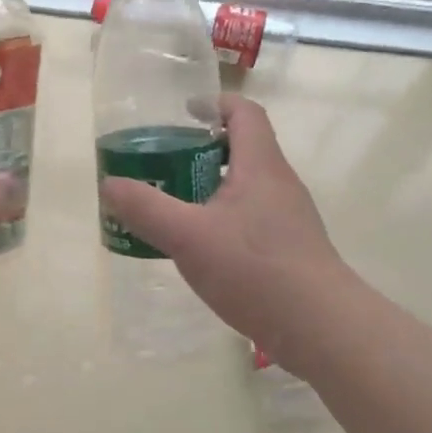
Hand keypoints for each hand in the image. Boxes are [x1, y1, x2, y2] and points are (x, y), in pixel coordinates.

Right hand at [100, 95, 354, 376]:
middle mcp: (280, 183)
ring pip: (247, 186)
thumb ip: (146, 208)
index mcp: (260, 166)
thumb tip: (109, 184)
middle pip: (244, 148)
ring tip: (175, 205)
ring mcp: (290, 218)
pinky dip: (224, 218)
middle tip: (165, 164)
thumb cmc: (256, 270)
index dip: (214, 104)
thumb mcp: (188, 237)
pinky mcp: (291, 248)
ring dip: (212, 186)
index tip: (183, 113)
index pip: (244, 113)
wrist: (322, 328)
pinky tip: (202, 248)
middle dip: (203, 149)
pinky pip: (252, 217)